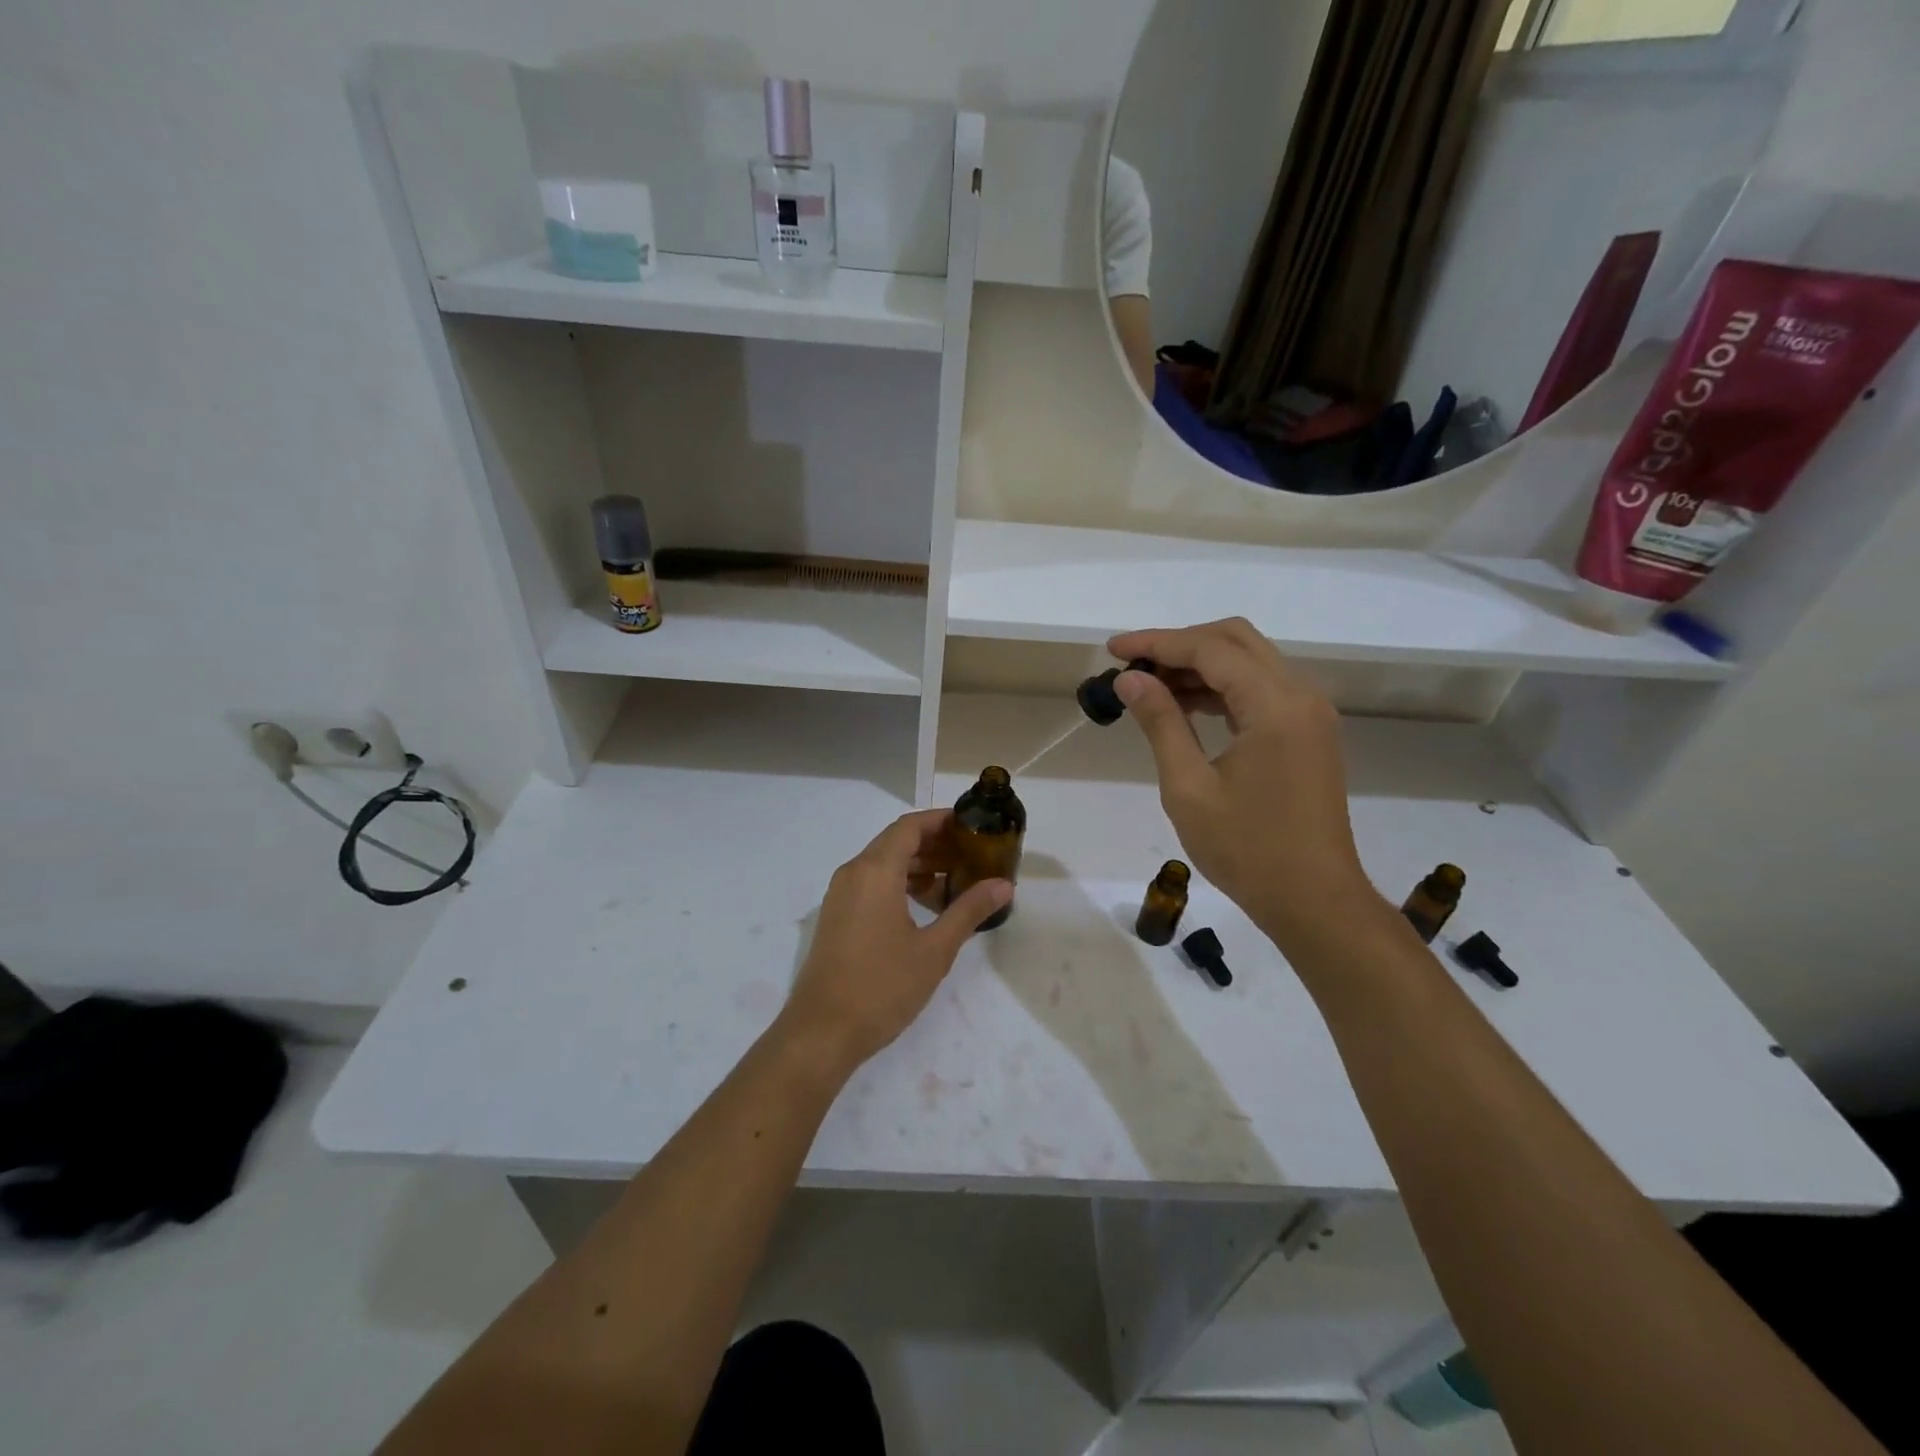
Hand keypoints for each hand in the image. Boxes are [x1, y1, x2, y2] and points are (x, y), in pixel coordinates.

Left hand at [777, 809, 1010, 1074]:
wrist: (822, 1032)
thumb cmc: (882, 986)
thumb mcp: (935, 950)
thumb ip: (969, 911)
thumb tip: (1003, 884)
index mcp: (875, 871)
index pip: (910, 826)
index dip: (941, 821)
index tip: (972, 827)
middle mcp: (853, 873)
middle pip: (896, 841)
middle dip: (934, 844)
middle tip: (972, 856)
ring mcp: (840, 895)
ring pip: (882, 863)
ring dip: (917, 866)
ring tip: (955, 882)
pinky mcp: (836, 916)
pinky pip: (870, 883)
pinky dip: (898, 884)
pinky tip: (925, 907)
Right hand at [1108, 618, 1384, 955]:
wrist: (1314, 900)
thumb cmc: (1246, 849)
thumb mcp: (1188, 787)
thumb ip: (1161, 723)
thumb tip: (1129, 679)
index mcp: (1275, 705)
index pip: (1209, 650)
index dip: (1157, 643)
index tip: (1112, 649)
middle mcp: (1301, 695)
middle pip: (1235, 640)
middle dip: (1179, 644)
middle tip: (1132, 665)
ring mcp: (1309, 713)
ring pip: (1249, 661)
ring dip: (1200, 665)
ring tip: (1149, 686)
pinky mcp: (1308, 732)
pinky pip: (1261, 689)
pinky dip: (1221, 687)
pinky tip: (1185, 705)